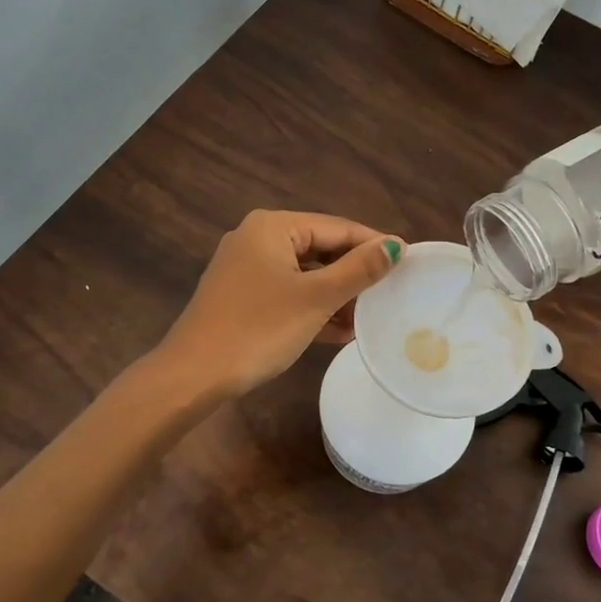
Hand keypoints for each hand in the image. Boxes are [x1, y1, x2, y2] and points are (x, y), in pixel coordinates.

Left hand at [156, 210, 403, 399]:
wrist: (193, 375)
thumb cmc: (258, 329)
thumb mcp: (315, 299)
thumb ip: (358, 270)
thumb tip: (396, 246)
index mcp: (272, 226)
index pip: (337, 227)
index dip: (373, 244)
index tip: (408, 262)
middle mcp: (256, 238)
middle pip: (320, 249)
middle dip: (354, 275)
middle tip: (391, 294)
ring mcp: (245, 269)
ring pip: (304, 274)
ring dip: (336, 296)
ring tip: (370, 318)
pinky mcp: (241, 296)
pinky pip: (287, 293)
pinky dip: (313, 308)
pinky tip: (340, 332)